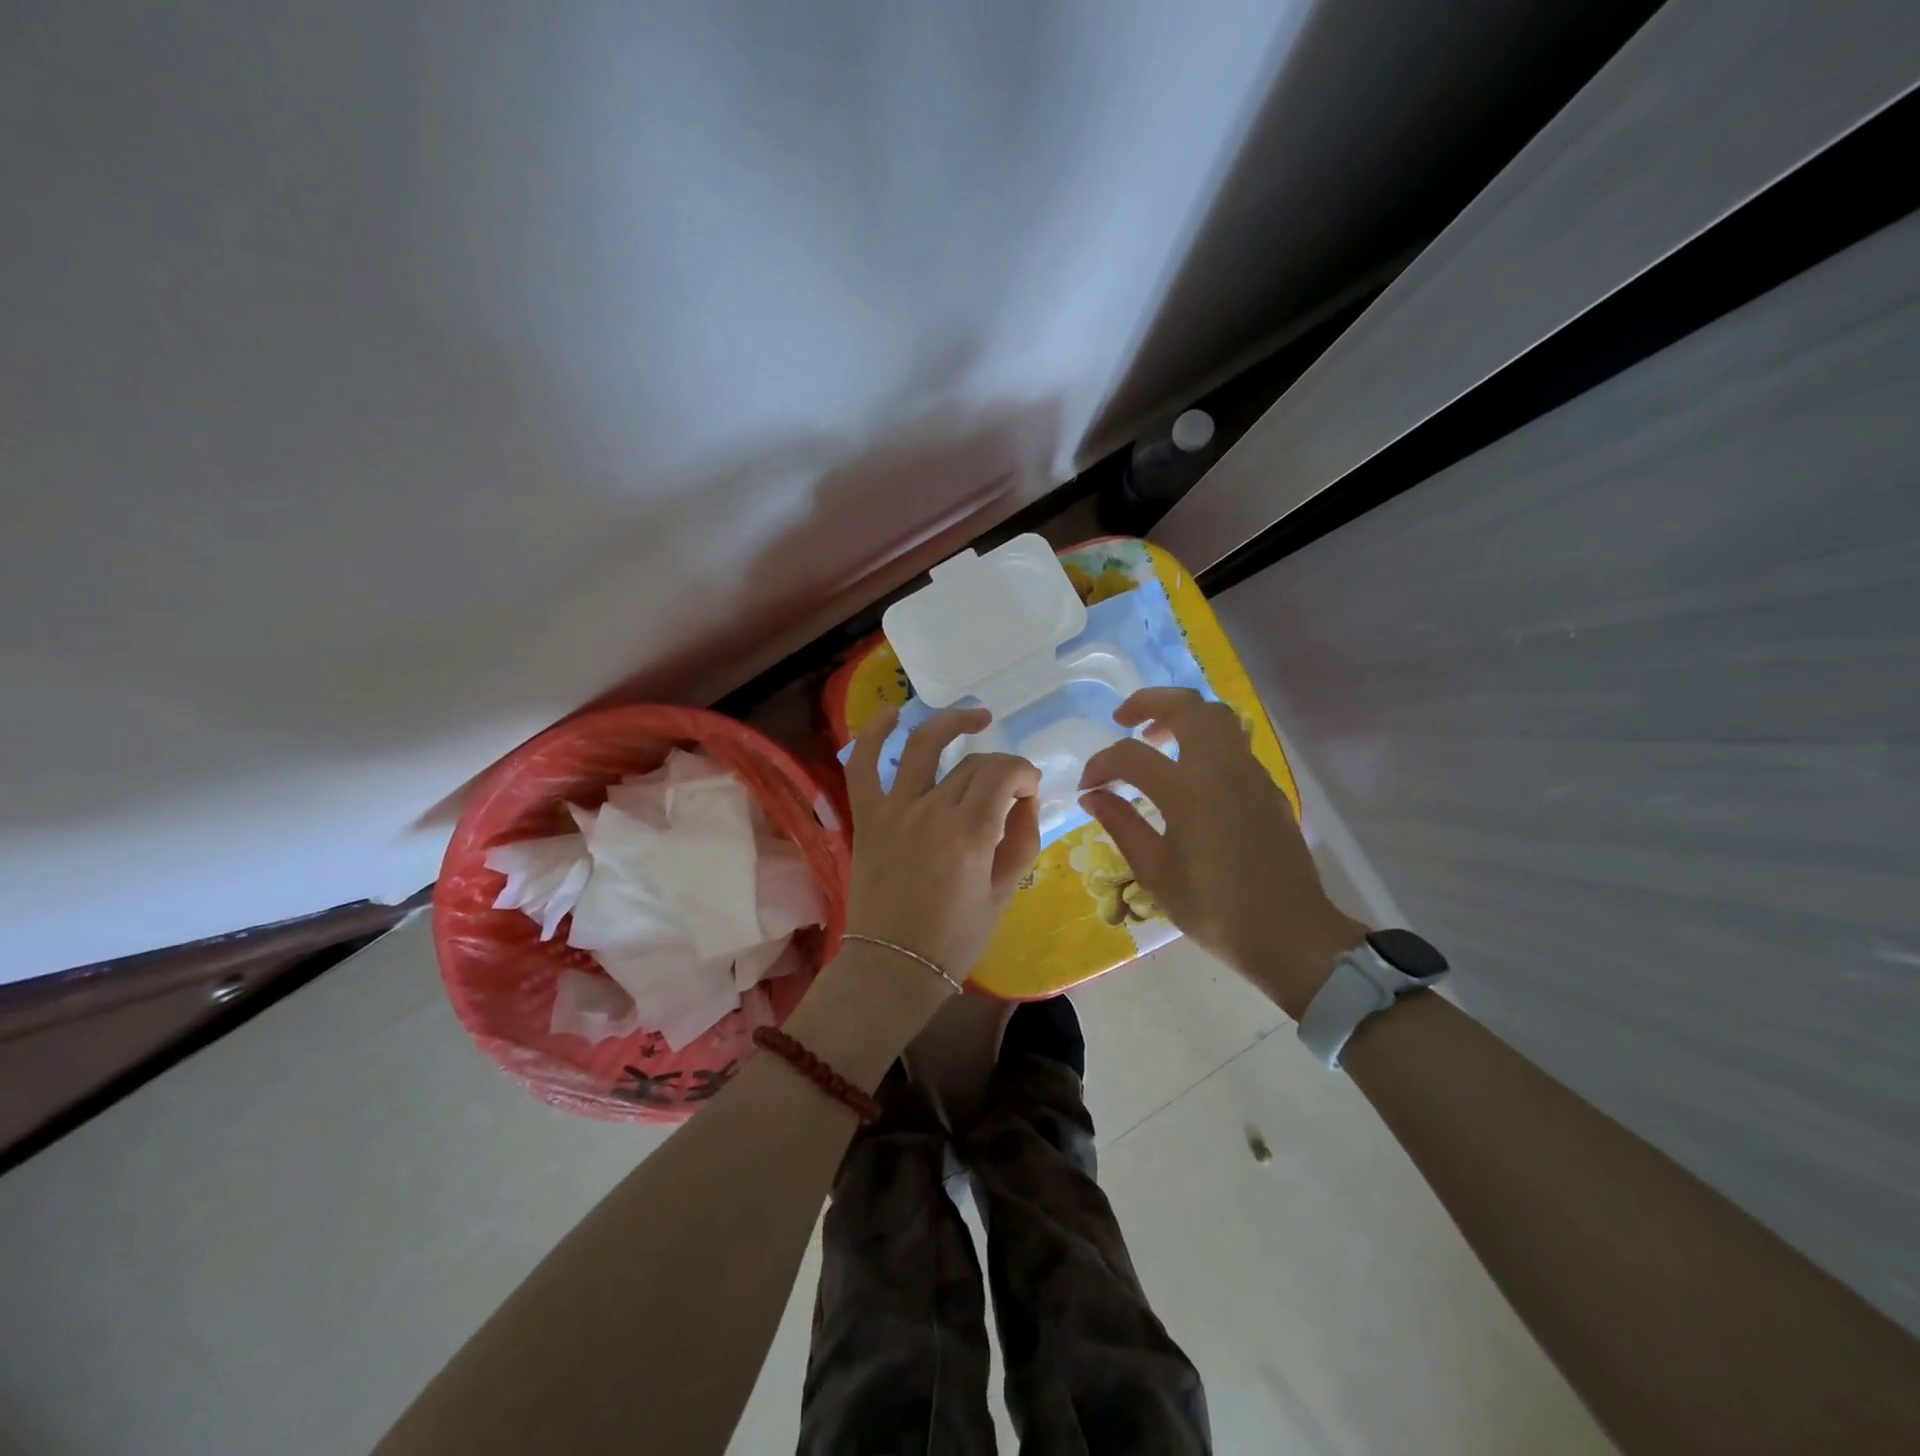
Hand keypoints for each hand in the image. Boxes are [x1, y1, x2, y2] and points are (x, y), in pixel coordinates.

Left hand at [844, 705, 1041, 983]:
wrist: (893, 965)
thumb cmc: (955, 938)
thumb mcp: (1004, 893)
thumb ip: (1022, 840)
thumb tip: (1025, 799)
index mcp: (970, 833)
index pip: (1004, 774)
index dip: (1024, 773)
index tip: (1030, 790)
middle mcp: (931, 810)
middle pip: (972, 763)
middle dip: (1001, 766)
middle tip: (1009, 787)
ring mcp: (894, 809)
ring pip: (923, 746)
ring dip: (951, 723)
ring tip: (975, 718)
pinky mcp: (867, 816)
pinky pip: (863, 765)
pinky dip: (873, 734)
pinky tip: (892, 713)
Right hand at [1078, 688, 1366, 1016]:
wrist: (1290, 934)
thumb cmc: (1215, 910)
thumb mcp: (1156, 873)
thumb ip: (1121, 824)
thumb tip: (1093, 796)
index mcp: (1188, 791)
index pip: (1130, 755)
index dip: (1100, 765)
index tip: (1087, 787)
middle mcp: (1222, 769)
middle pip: (1186, 706)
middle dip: (1147, 703)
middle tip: (1123, 720)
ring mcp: (1251, 773)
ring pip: (1217, 716)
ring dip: (1181, 715)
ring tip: (1156, 738)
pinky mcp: (1267, 787)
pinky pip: (1233, 743)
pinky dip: (1204, 740)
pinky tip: (1190, 772)